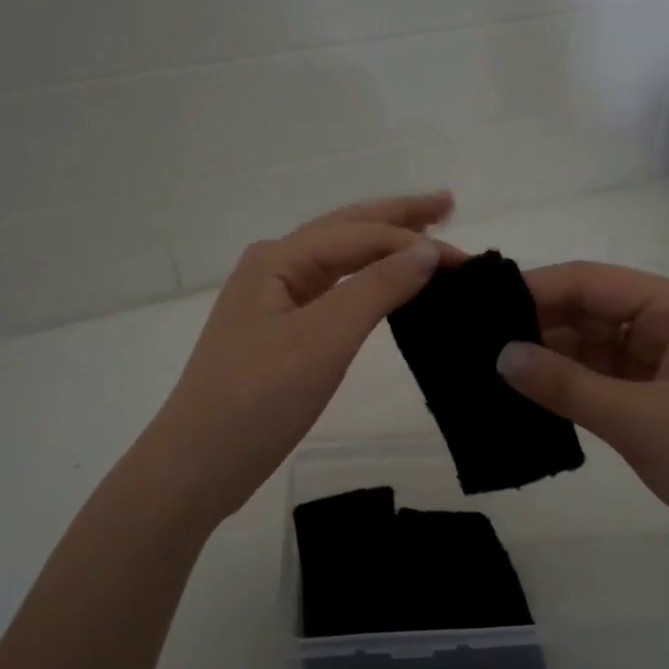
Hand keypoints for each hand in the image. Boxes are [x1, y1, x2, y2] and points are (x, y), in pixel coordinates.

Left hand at [148, 194, 456, 526]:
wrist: (200, 463)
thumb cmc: (259, 398)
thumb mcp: (324, 338)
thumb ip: (377, 288)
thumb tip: (427, 251)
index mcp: (278, 259)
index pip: (361, 235)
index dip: (415, 240)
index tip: (469, 260)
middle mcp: (273, 268)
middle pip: (346, 230)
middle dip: (397, 217)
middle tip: (448, 204)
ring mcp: (272, 301)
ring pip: (338, 260)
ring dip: (381, 245)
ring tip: (424, 236)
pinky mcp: (278, 333)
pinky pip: (331, 291)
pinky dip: (365, 281)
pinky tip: (382, 283)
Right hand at [495, 261, 668, 591]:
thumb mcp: (640, 420)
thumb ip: (566, 385)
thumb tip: (500, 356)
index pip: (590, 281)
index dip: (534, 290)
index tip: (477, 307)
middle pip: (590, 312)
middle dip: (536, 326)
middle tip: (471, 344)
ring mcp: (665, 369)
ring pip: (593, 351)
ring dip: (549, 360)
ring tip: (486, 371)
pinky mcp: (660, 407)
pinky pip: (603, 385)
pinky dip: (569, 390)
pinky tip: (526, 399)